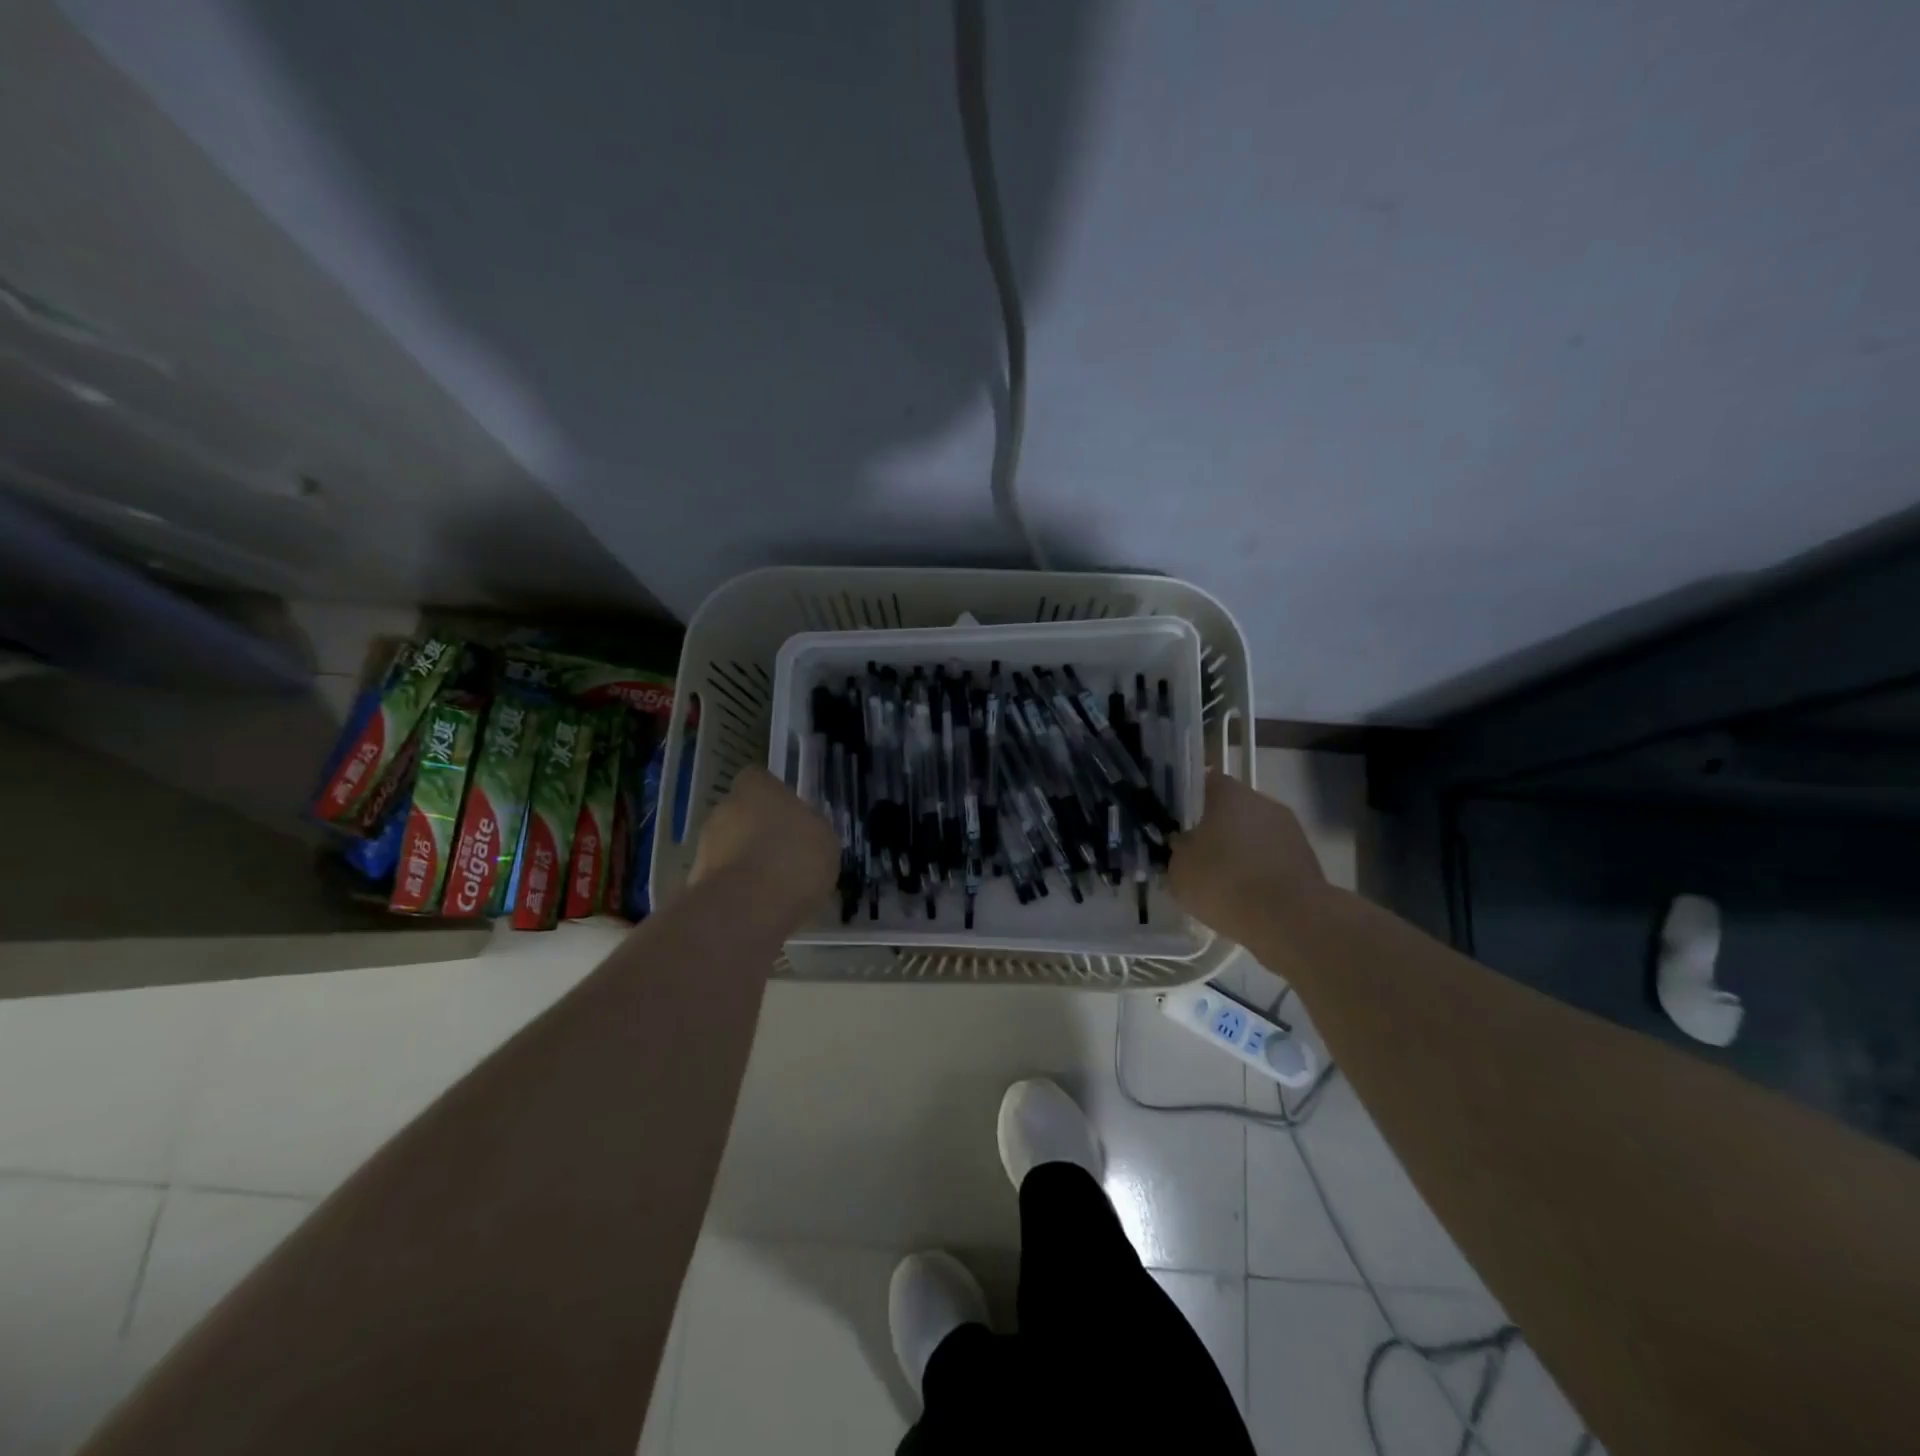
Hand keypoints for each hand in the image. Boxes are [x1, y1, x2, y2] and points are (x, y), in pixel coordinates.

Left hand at [690, 767, 838, 912]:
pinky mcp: (696, 881)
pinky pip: (724, 879)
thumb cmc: (796, 857)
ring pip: (729, 847)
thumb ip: (810, 827)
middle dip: (757, 831)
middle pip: (741, 814)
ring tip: (772, 886)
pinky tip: (759, 907)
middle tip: (783, 854)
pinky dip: (737, 888)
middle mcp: (724, 808)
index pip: (758, 779)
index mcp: (756, 788)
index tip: (789, 817)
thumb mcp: (825, 838)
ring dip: (745, 860)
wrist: (750, 907)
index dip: (773, 798)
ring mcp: (705, 845)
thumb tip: (803, 830)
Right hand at [1168, 771, 1326, 940]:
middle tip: (1200, 854)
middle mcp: (1263, 802)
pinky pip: (1273, 858)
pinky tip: (1248, 896)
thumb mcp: (1179, 869)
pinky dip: (1261, 870)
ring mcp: (1290, 829)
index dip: (1193, 800)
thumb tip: (1184, 844)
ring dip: (1242, 850)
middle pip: (1234, 808)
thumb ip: (1179, 850)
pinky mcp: (1307, 858)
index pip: (1207, 782)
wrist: (1289, 919)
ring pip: (1256, 833)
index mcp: (1230, 794)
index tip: (1181, 821)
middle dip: (1218, 828)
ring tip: (1225, 881)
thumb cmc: (1225, 882)